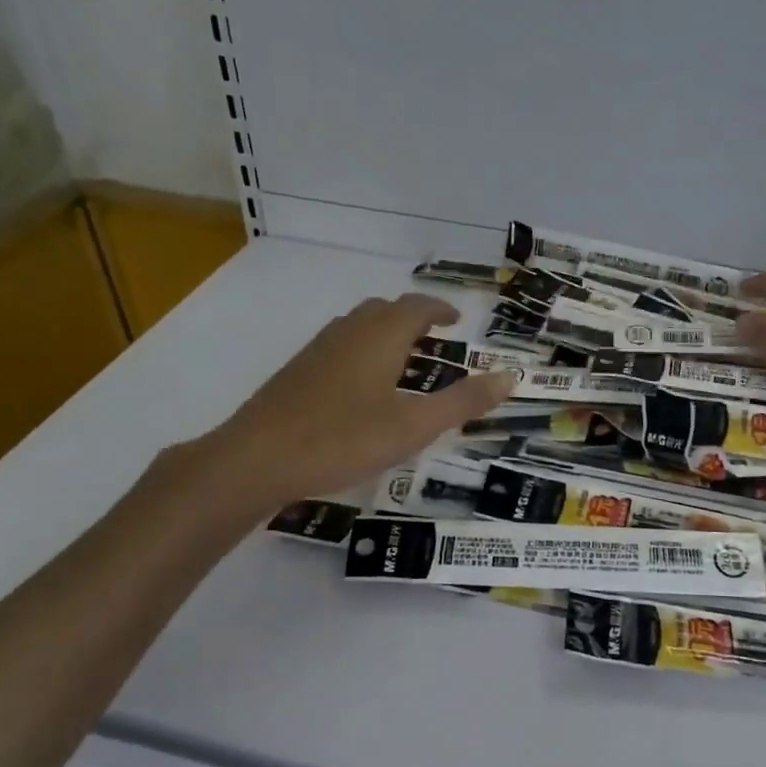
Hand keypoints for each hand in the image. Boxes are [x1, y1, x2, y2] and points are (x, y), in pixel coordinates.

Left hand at [192, 293, 512, 510]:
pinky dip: (361, 351)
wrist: (256, 459)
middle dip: (412, 319)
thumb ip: (462, 402)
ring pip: (357, 326)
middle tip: (433, 341)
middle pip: (384, 310)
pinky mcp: (295, 372)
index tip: (456, 321)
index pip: (416, 307)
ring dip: (384, 333)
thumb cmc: (343, 439)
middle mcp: (348, 332)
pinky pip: (338, 346)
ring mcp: (316, 350)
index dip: (439, 310)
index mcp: (380, 336)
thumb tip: (509, 376)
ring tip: (401, 362)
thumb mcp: (414, 426)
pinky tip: (360, 388)